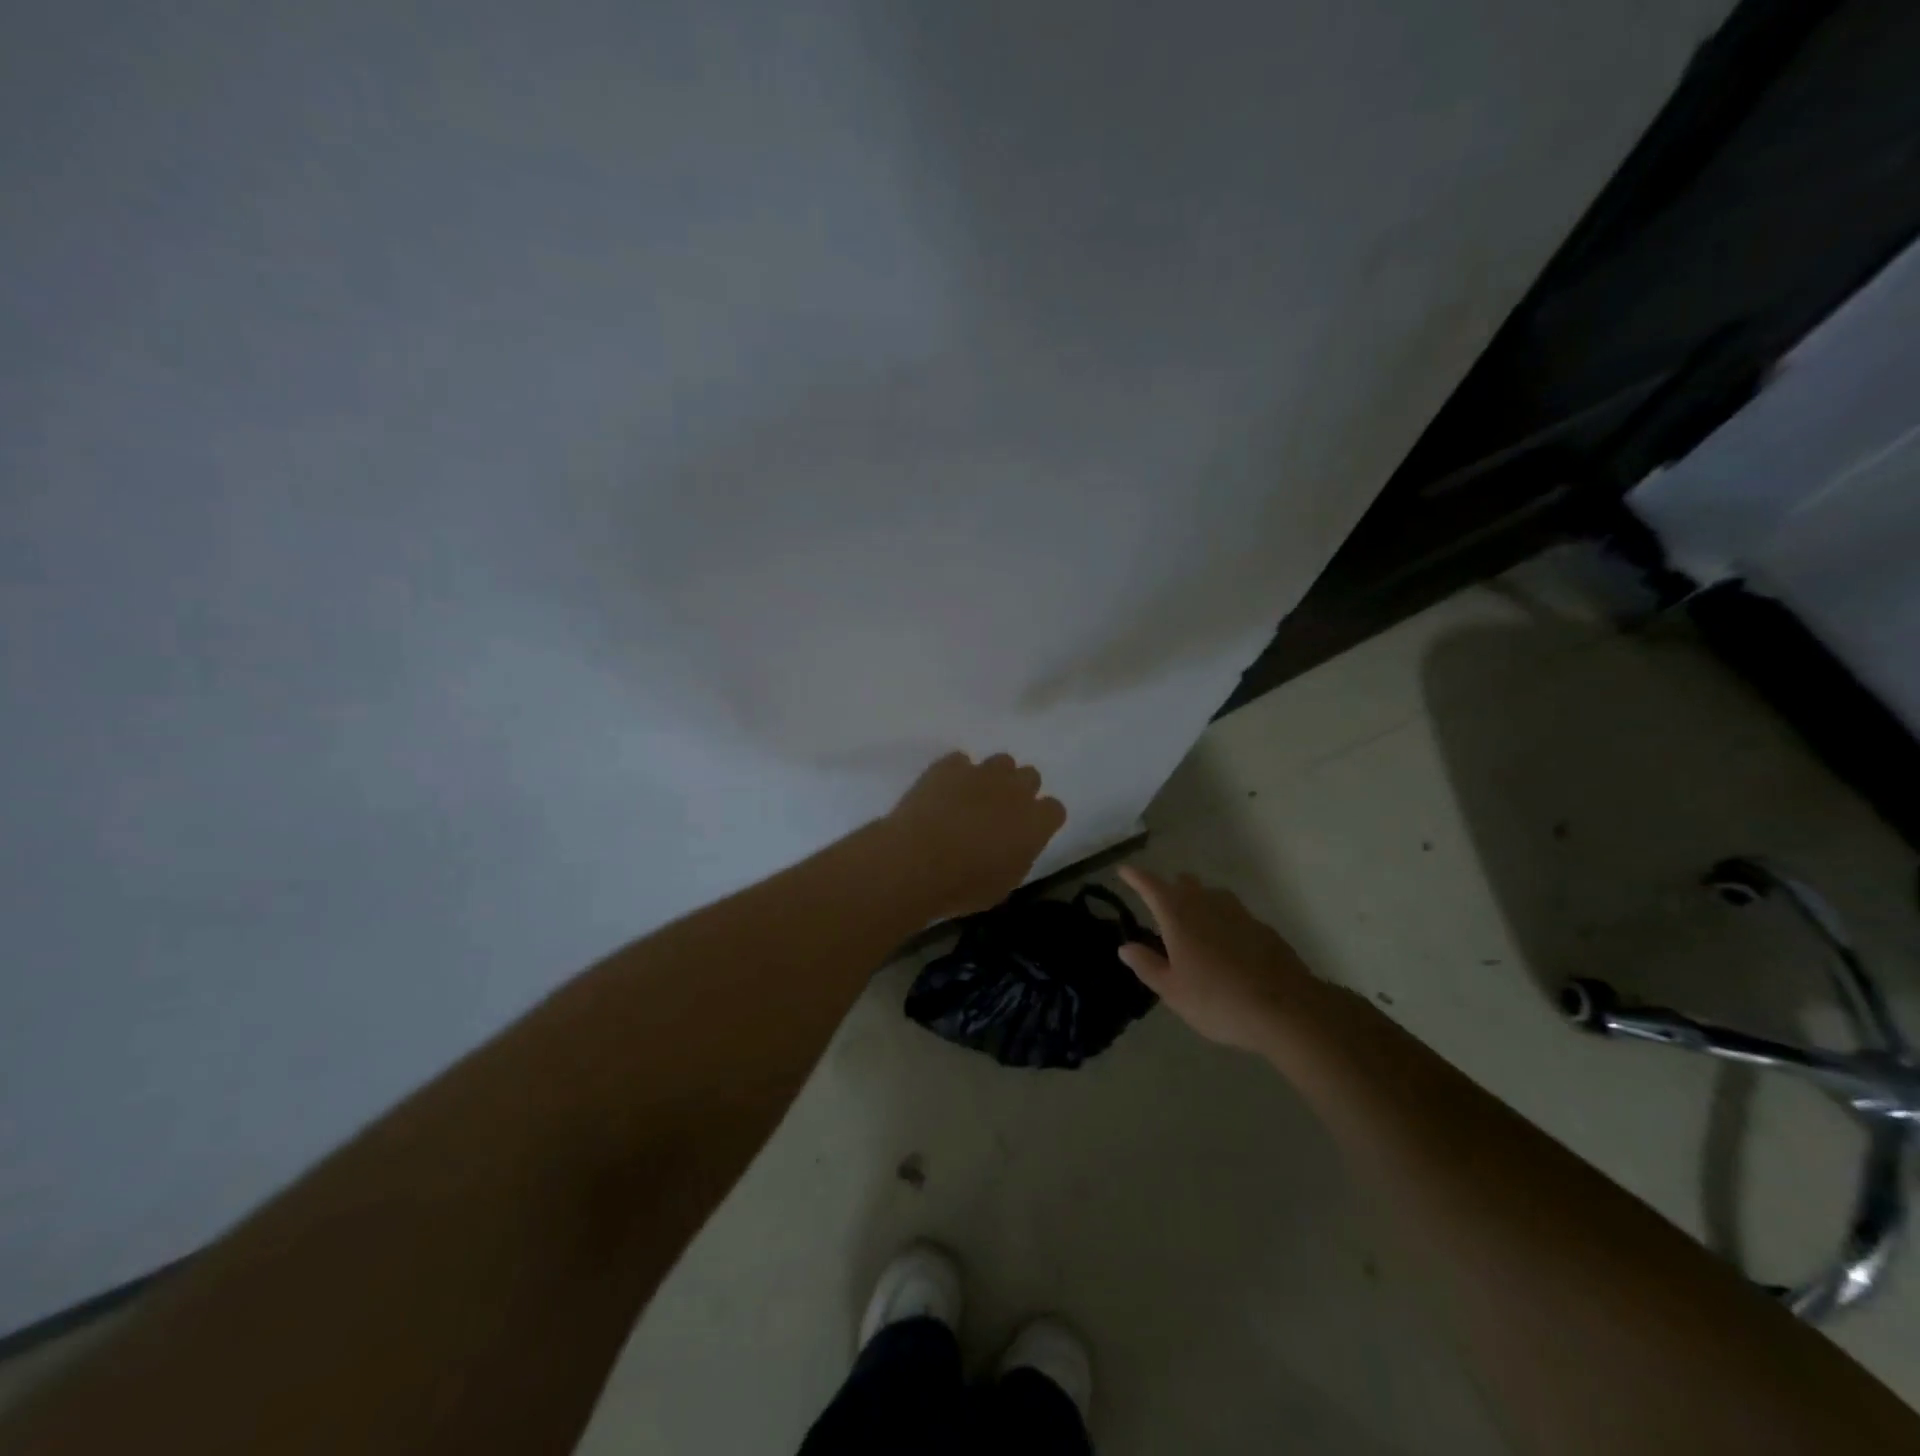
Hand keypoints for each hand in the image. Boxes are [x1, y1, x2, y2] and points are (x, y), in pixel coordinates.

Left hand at [884, 752, 1066, 918]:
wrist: (916, 862)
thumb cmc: (963, 885)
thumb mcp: (1003, 884)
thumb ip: (1018, 856)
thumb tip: (1013, 846)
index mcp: (1036, 823)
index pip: (1055, 810)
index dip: (1041, 820)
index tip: (1027, 832)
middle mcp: (1016, 790)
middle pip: (1030, 777)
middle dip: (1019, 791)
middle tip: (999, 813)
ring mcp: (982, 772)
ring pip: (1001, 762)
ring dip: (992, 778)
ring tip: (971, 798)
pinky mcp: (950, 765)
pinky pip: (961, 761)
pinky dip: (956, 774)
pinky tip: (943, 792)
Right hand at [1117, 865, 1321, 1051]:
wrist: (1285, 1009)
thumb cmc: (1217, 1001)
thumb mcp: (1172, 991)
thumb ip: (1147, 965)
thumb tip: (1125, 947)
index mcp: (1178, 916)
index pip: (1151, 886)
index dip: (1136, 877)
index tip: (1124, 870)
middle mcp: (1206, 904)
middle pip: (1185, 883)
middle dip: (1170, 887)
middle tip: (1161, 903)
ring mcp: (1238, 913)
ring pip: (1212, 894)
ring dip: (1199, 899)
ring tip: (1194, 921)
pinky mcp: (1262, 927)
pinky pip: (1234, 913)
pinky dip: (1223, 919)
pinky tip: (1226, 943)